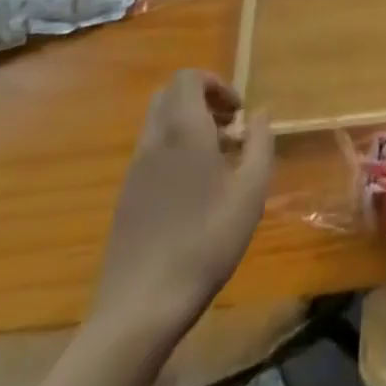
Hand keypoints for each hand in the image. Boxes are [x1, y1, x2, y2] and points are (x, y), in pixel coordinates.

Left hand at [88, 71, 272, 346]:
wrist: (140, 308)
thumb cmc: (205, 240)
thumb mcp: (251, 190)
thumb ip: (260, 142)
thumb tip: (260, 114)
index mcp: (183, 129)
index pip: (188, 77)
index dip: (215, 83)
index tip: (238, 111)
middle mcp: (154, 140)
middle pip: (170, 95)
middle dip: (201, 100)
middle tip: (228, 127)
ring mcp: (134, 171)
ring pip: (158, 124)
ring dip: (187, 127)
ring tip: (216, 161)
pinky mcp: (125, 198)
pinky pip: (150, 153)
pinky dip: (173, 152)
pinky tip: (193, 191)